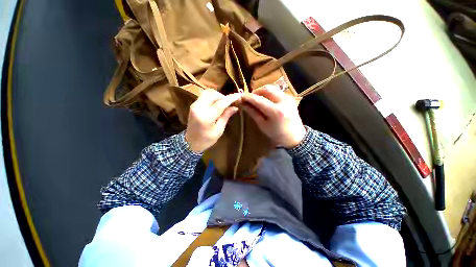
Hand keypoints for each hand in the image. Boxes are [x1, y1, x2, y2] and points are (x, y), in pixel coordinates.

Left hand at [185, 89, 240, 152]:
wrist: (190, 143)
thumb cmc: (206, 140)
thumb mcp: (219, 130)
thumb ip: (226, 116)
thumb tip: (235, 107)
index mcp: (206, 116)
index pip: (221, 103)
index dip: (231, 98)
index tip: (239, 95)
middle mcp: (199, 107)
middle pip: (214, 95)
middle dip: (224, 97)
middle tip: (230, 103)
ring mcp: (195, 105)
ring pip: (208, 93)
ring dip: (217, 95)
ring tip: (223, 103)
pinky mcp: (193, 105)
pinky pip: (204, 95)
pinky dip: (212, 96)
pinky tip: (216, 103)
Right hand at [242, 85, 305, 148]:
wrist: (295, 137)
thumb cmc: (277, 134)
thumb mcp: (263, 125)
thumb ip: (253, 113)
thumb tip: (243, 104)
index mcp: (276, 111)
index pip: (259, 100)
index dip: (248, 97)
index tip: (241, 97)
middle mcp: (283, 101)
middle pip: (266, 89)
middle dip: (255, 92)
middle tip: (249, 98)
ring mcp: (288, 98)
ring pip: (272, 88)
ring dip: (262, 92)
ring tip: (256, 99)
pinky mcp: (290, 97)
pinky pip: (276, 91)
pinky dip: (268, 94)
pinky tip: (265, 100)